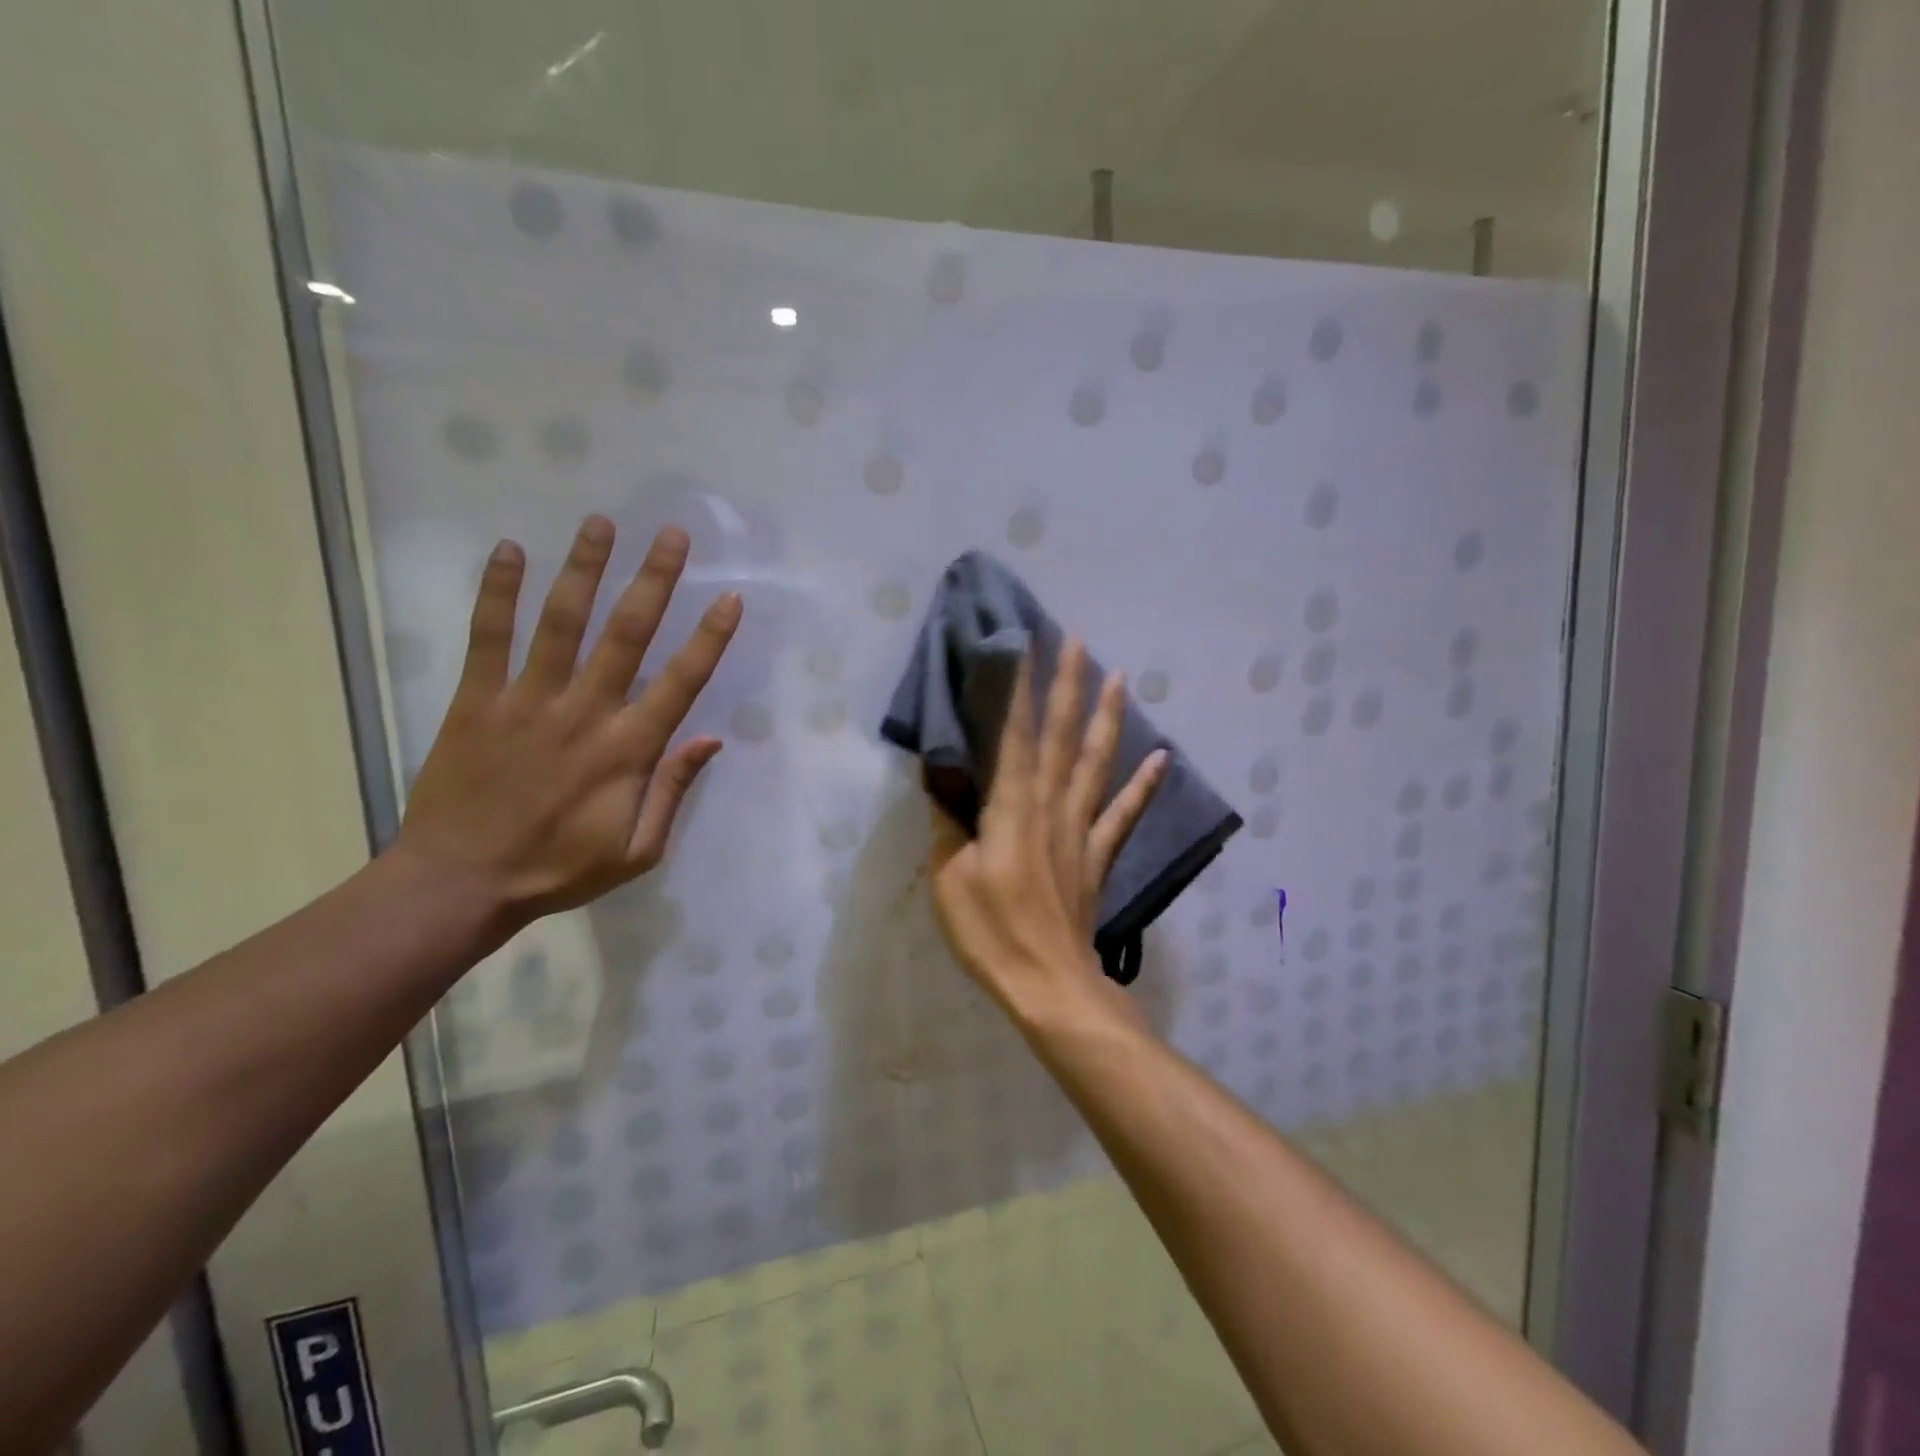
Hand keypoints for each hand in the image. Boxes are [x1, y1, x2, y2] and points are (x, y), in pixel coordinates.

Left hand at [394, 515, 739, 929]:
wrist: (459, 885)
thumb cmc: (558, 870)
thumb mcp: (638, 851)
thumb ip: (673, 790)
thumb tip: (711, 739)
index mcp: (628, 750)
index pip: (680, 682)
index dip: (709, 639)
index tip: (730, 597)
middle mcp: (584, 713)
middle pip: (626, 635)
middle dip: (654, 581)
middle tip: (673, 535)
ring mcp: (527, 701)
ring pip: (561, 623)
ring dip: (584, 570)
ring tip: (602, 523)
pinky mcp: (476, 701)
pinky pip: (488, 637)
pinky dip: (498, 593)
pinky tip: (510, 550)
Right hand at [928, 639, 1167, 1026]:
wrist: (1047, 982)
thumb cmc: (990, 931)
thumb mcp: (949, 877)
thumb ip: (948, 822)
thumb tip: (938, 776)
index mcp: (1012, 808)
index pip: (1015, 735)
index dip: (1020, 690)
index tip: (1025, 645)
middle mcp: (1051, 806)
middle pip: (1063, 736)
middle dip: (1069, 686)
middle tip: (1077, 640)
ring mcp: (1081, 830)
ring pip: (1097, 763)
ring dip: (1108, 718)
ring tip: (1120, 677)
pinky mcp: (1097, 856)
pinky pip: (1123, 814)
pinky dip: (1144, 785)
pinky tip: (1162, 758)